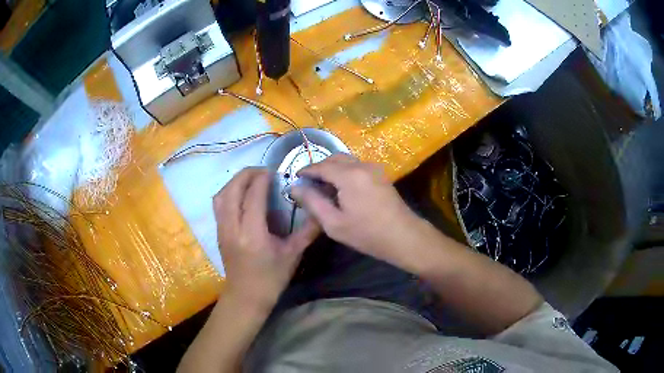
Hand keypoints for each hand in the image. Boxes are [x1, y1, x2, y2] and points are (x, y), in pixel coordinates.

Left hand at [213, 168, 319, 310]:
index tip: (273, 172)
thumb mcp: (293, 255)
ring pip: (222, 195)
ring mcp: (222, 229)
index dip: (262, 179)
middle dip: (246, 174)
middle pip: (232, 190)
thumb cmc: (271, 278)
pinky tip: (241, 194)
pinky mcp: (218, 232)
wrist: (246, 296)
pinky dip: (229, 192)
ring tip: (251, 179)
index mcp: (253, 234)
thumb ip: (307, 231)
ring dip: (235, 182)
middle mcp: (233, 228)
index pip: (253, 196)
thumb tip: (320, 211)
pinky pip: (218, 204)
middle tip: (262, 171)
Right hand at [291, 154, 421, 264]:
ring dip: (332, 168)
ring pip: (347, 160)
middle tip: (308, 183)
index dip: (306, 171)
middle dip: (319, 167)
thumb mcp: (334, 223)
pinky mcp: (380, 175)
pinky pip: (357, 166)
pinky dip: (344, 171)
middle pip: (335, 158)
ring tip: (323, 186)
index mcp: (349, 175)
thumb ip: (312, 203)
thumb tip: (294, 188)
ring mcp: (374, 168)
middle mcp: (362, 165)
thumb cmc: (367, 233)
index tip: (295, 178)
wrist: (404, 236)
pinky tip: (341, 187)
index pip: (321, 166)